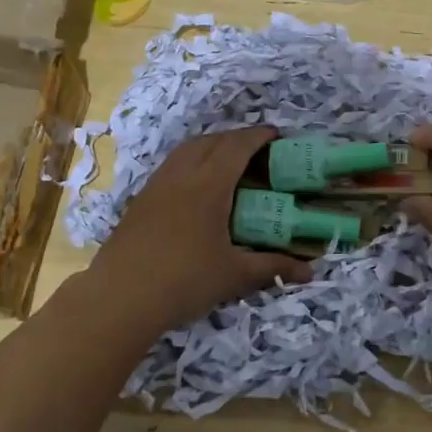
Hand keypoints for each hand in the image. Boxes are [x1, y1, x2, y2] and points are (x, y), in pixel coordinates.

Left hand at [87, 127, 310, 330]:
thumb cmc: (184, 280)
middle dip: (236, 138)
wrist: (120, 297)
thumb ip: (272, 267)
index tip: (277, 134)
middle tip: (257, 150)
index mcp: (208, 184)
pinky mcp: (140, 200)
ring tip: (228, 163)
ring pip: (186, 150)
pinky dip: (191, 162)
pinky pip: (171, 166)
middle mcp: (181, 175)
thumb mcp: (234, 275)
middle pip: (211, 141)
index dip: (258, 136)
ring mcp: (156, 185)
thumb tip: (311, 271)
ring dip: (210, 146)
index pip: (237, 146)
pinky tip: (196, 187)